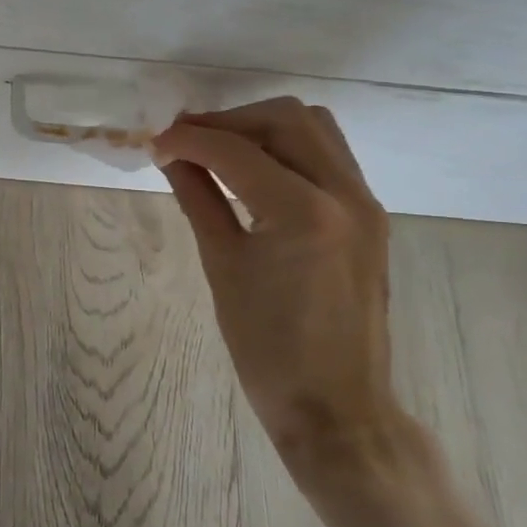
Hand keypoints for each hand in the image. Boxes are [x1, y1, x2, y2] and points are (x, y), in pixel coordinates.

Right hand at [152, 98, 401, 475]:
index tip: (155, 144)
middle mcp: (345, 193)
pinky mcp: (370, 215)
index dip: (189, 139)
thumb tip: (170, 156)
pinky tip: (256, 170)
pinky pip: (328, 155)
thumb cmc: (267, 349)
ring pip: (313, 128)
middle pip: (285, 118)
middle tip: (186, 140)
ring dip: (262, 126)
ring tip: (220, 149)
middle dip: (228, 121)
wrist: (336, 408)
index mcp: (304, 212)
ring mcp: (365, 202)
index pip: (236, 150)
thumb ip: (198, 198)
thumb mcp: (222, 267)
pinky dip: (288, 147)